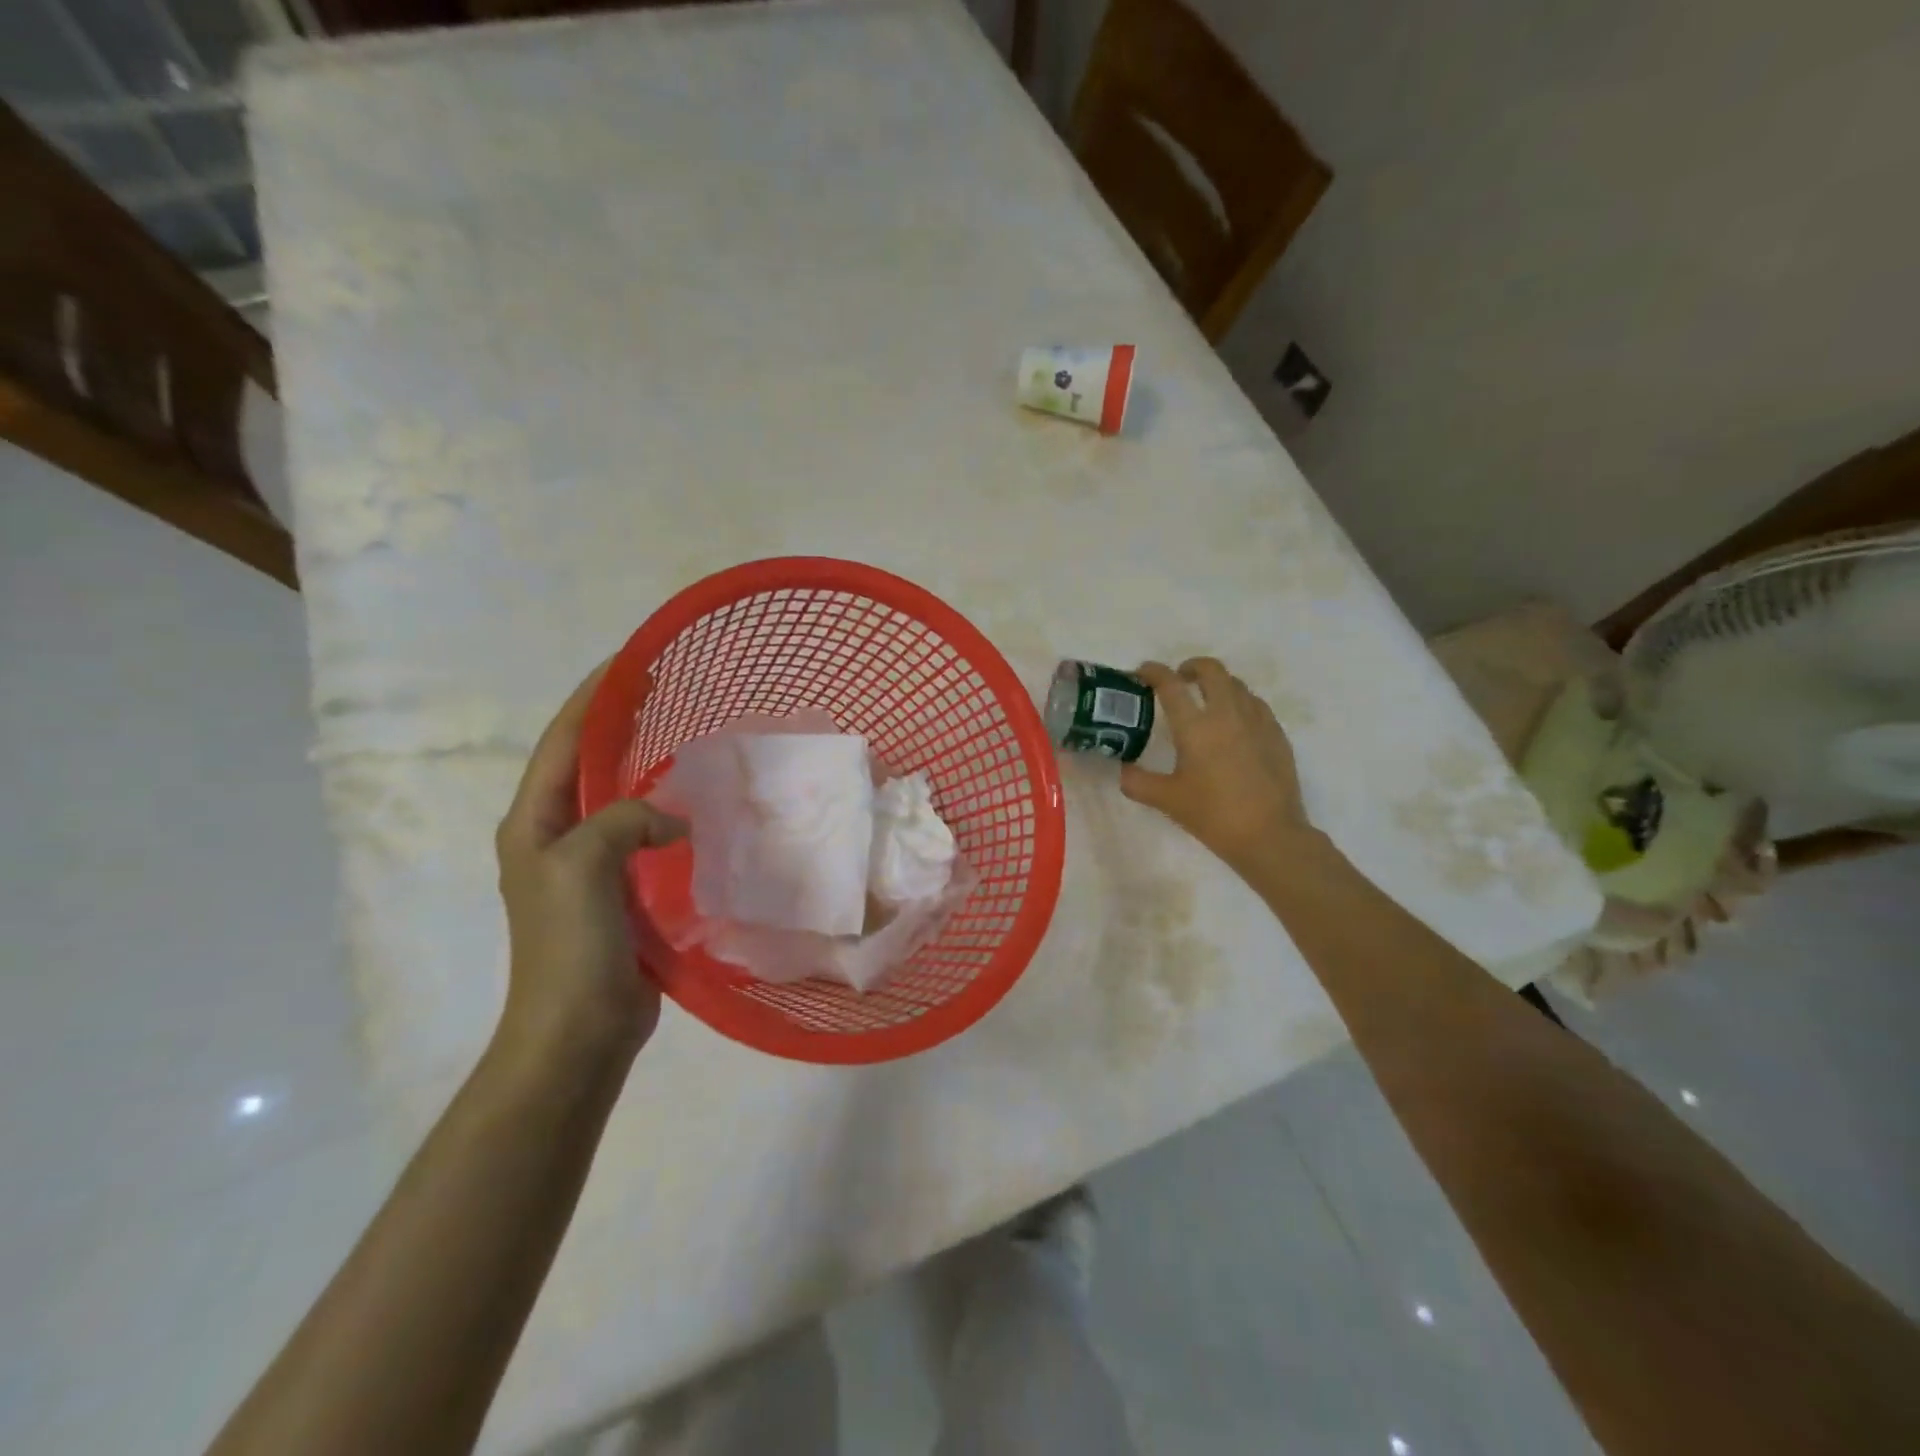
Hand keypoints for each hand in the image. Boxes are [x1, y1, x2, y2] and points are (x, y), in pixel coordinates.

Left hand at [495, 663, 685, 1059]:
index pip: (562, 742)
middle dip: (620, 724)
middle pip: (588, 764)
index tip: (630, 663)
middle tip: (665, 692)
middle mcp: (556, 836)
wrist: (576, 1030)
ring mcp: (589, 866)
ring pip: (620, 799)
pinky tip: (697, 806)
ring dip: (646, 767)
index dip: (593, 699)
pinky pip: (645, 835)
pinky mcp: (621, 890)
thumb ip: (624, 819)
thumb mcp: (583, 866)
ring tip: (686, 739)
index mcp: (533, 823)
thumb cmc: (568, 946)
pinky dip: (667, 812)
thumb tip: (674, 820)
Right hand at [1120, 657, 1310, 872]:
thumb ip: (1138, 782)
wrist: (1269, 835)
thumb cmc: (1213, 815)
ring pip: (1237, 684)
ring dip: (1217, 683)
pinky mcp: (1277, 734)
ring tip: (1207, 700)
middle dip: (1192, 667)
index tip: (1143, 672)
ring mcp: (1257, 721)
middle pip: (1211, 670)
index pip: (1170, 685)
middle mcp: (1227, 714)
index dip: (1153, 672)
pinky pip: (1256, 704)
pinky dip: (1240, 702)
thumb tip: (1124, 770)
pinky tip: (1235, 722)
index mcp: (1196, 727)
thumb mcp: (1167, 800)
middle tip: (1180, 679)